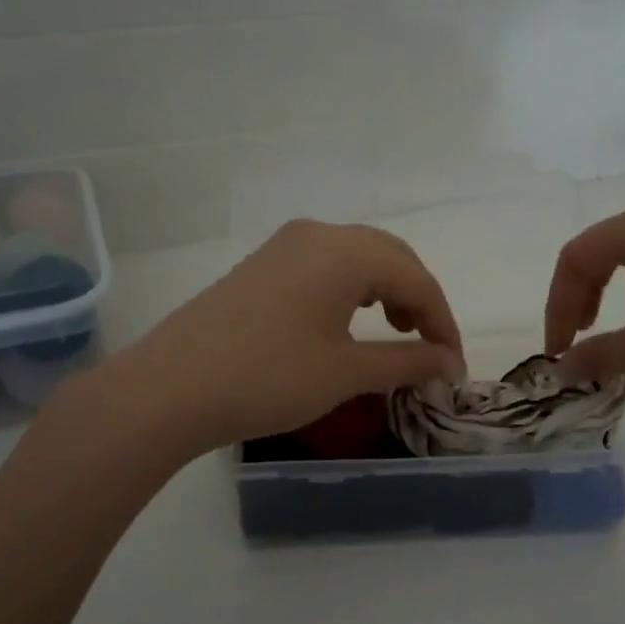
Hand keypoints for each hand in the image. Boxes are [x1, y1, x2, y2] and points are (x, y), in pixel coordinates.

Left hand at [100, 220, 464, 452]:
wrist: (171, 389)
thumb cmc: (268, 378)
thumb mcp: (345, 372)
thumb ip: (406, 362)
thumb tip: (448, 363)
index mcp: (345, 252)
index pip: (416, 278)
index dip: (443, 322)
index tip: (453, 364)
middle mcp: (317, 234)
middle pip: (390, 256)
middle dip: (418, 299)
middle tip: (428, 345)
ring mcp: (284, 246)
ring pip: (357, 256)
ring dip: (387, 289)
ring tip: (396, 330)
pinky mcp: (261, 265)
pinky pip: (325, 264)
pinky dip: (352, 288)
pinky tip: (349, 319)